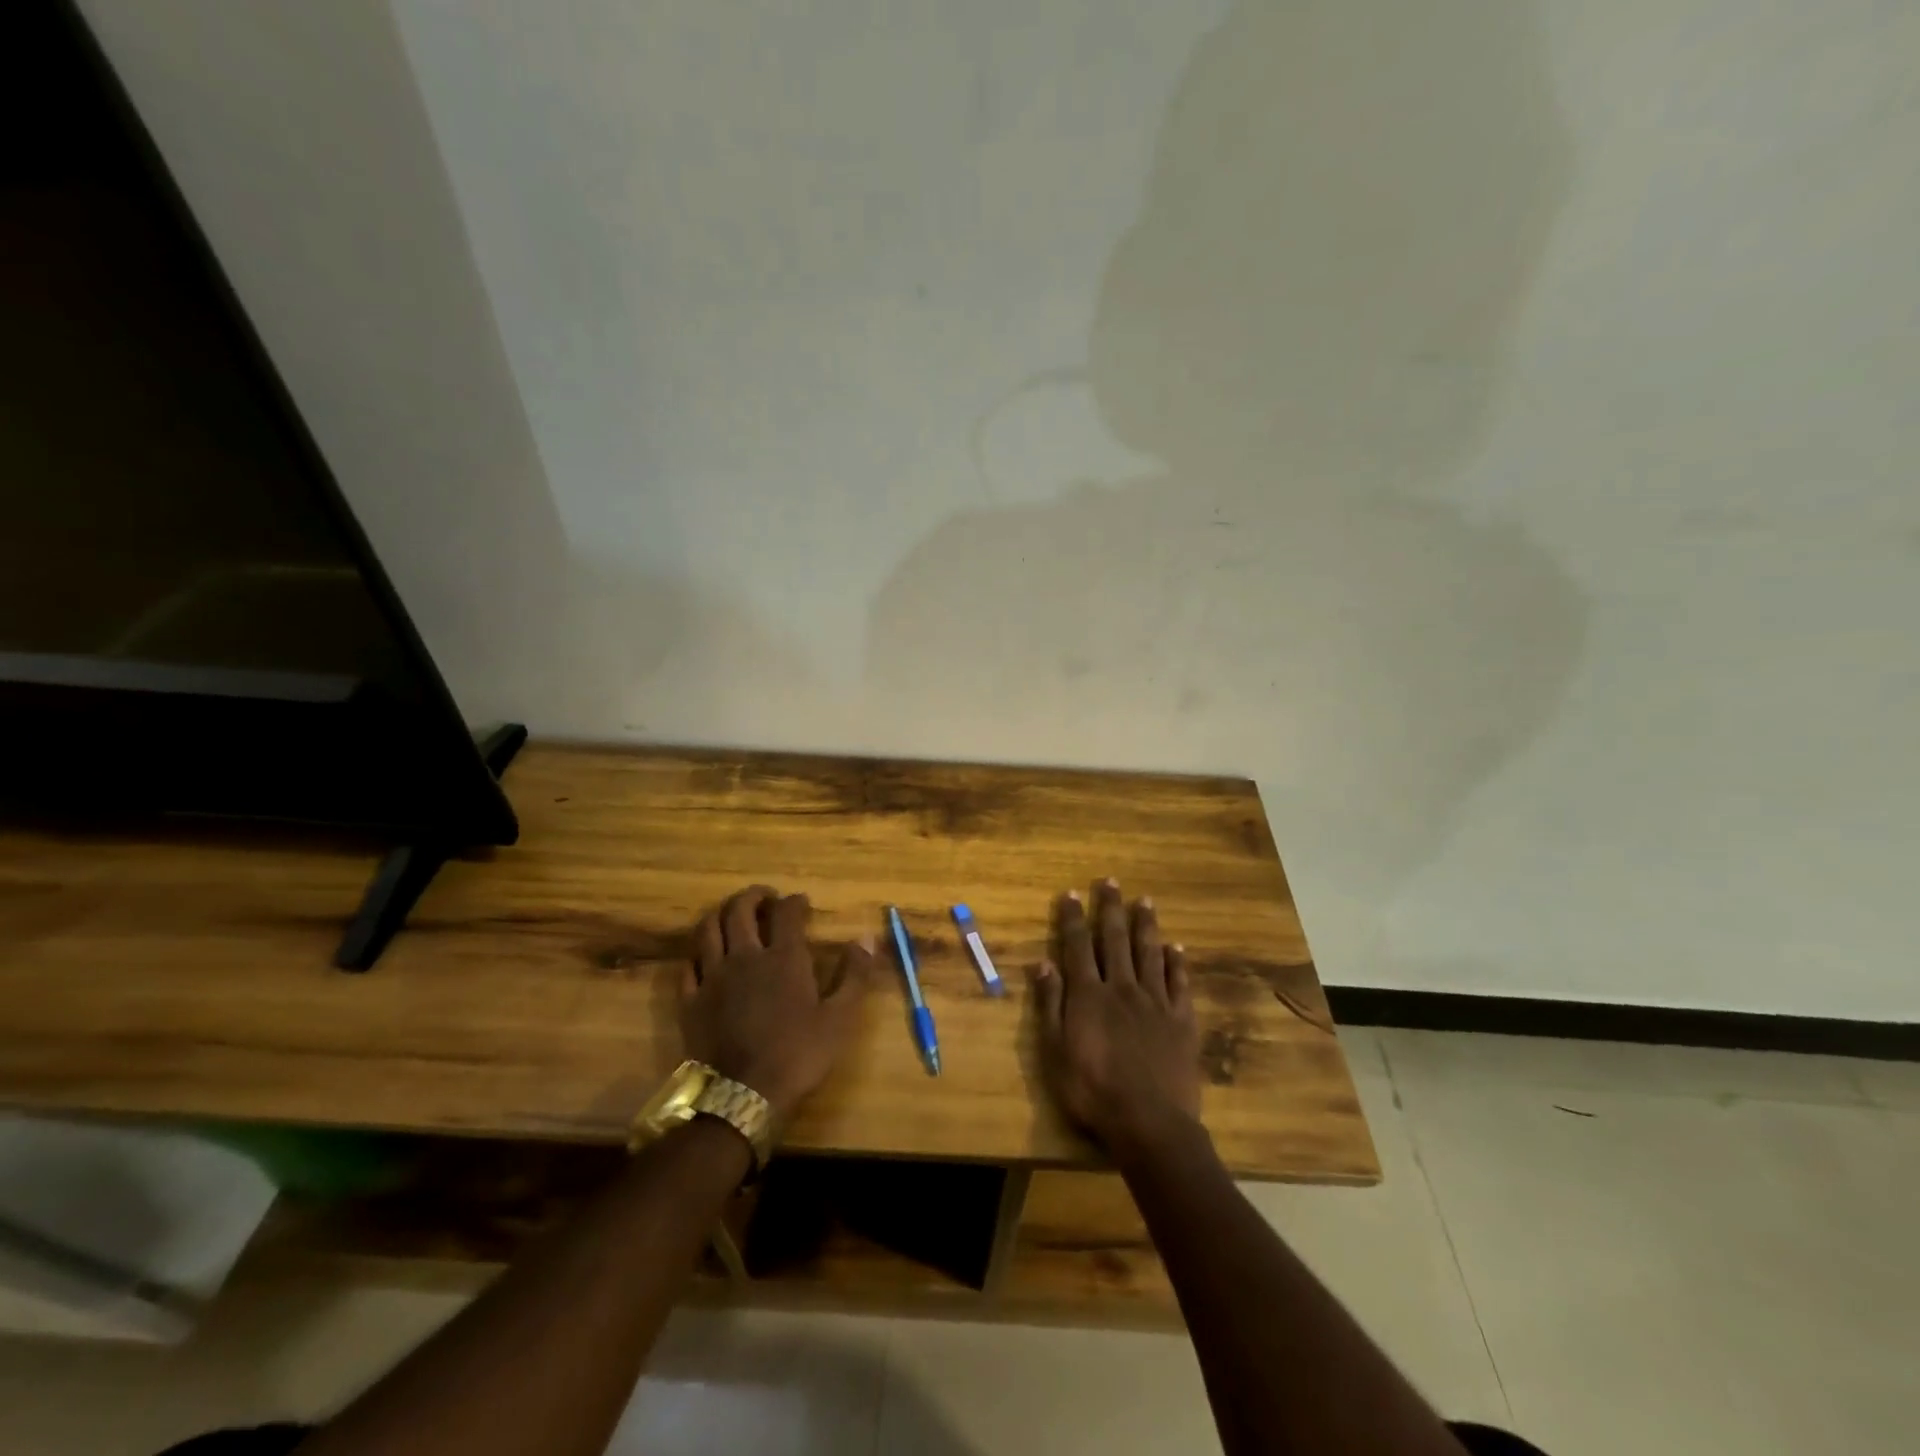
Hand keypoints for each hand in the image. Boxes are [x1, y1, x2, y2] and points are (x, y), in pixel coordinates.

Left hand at [682, 886, 872, 1125]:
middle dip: (753, 896)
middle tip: (764, 897)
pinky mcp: (691, 999)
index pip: (786, 912)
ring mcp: (713, 976)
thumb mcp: (840, 1018)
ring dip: (721, 913)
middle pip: (740, 910)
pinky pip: (689, 963)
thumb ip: (855, 975)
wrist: (743, 1095)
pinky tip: (706, 954)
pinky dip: (698, 951)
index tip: (801, 901)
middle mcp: (745, 956)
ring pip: (709, 929)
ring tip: (731, 914)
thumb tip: (867, 938)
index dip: (794, 901)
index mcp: (784, 957)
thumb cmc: (798, 1054)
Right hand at [1031, 878, 1201, 1155]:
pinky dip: (1176, 962)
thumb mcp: (1055, 1052)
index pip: (1078, 947)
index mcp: (1089, 995)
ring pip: (1149, 953)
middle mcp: (1122, 988)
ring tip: (1145, 900)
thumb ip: (1050, 1005)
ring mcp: (1155, 1001)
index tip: (1071, 893)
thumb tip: (1042, 963)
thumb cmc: (1092, 1091)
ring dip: (1145, 925)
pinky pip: (1179, 983)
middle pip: (1115, 940)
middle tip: (1111, 881)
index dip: (1073, 919)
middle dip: (1111, 908)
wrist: (1149, 1122)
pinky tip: (1175, 947)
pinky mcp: (1181, 1020)